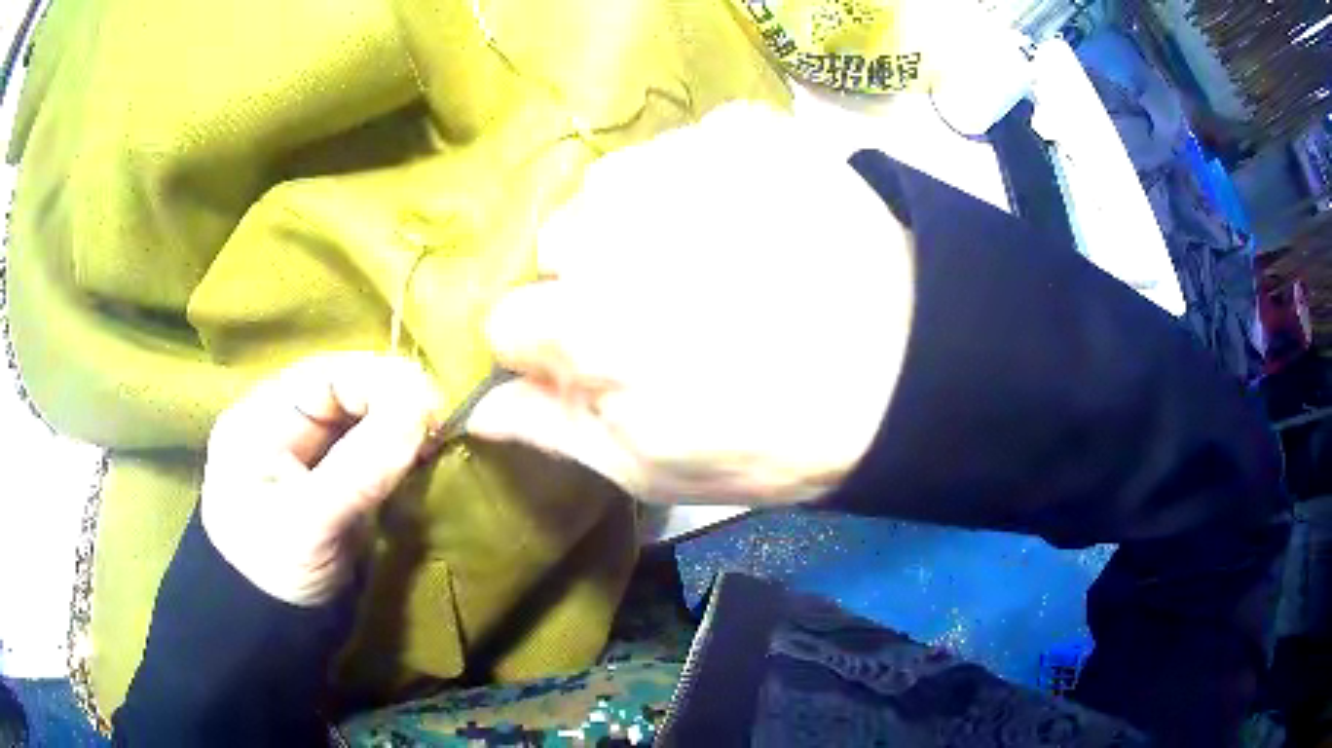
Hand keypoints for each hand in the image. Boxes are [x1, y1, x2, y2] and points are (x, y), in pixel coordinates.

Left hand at [201, 353, 444, 605]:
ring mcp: (308, 452)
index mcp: (261, 417)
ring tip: (436, 446)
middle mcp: (284, 421)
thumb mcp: (309, 524)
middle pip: (348, 390)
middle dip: (396, 403)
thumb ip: (360, 468)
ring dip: (402, 428)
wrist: (267, 633)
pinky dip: (399, 453)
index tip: (432, 410)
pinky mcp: (332, 480)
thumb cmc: (272, 574)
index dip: (381, 382)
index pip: (327, 374)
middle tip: (441, 431)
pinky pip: (371, 450)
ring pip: (364, 418)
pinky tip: (421, 463)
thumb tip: (421, 411)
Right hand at [469, 102, 914, 505]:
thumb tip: (479, 409)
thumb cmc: (781, 440)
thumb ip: (559, 431)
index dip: (547, 347)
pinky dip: (703, 174)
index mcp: (594, 325)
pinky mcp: (747, 132)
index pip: (511, 319)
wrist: (908, 370)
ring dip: (639, 221)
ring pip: (612, 185)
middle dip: (589, 279)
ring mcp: (689, 163)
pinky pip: (687, 143)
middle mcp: (623, 228)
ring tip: (705, 256)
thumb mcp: (658, 469)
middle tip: (661, 307)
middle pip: (556, 243)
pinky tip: (746, 215)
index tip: (592, 361)